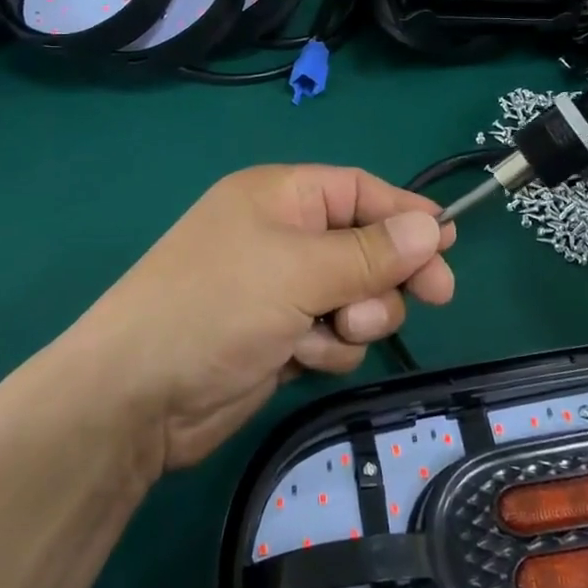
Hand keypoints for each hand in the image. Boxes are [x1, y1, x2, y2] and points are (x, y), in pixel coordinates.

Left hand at [72, 165, 455, 472]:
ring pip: (355, 296)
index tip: (449, 242)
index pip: (358, 191)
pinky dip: (327, 348)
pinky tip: (300, 358)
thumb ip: (371, 252)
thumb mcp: (300, 270)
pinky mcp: (279, 337)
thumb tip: (431, 227)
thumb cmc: (217, 307)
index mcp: (280, 197)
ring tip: (332, 332)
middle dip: (387, 274)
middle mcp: (282, 237)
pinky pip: (332, 335)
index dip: (405, 214)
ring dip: (356, 316)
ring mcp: (279, 290)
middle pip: (365, 246)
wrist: (138, 396)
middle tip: (433, 295)